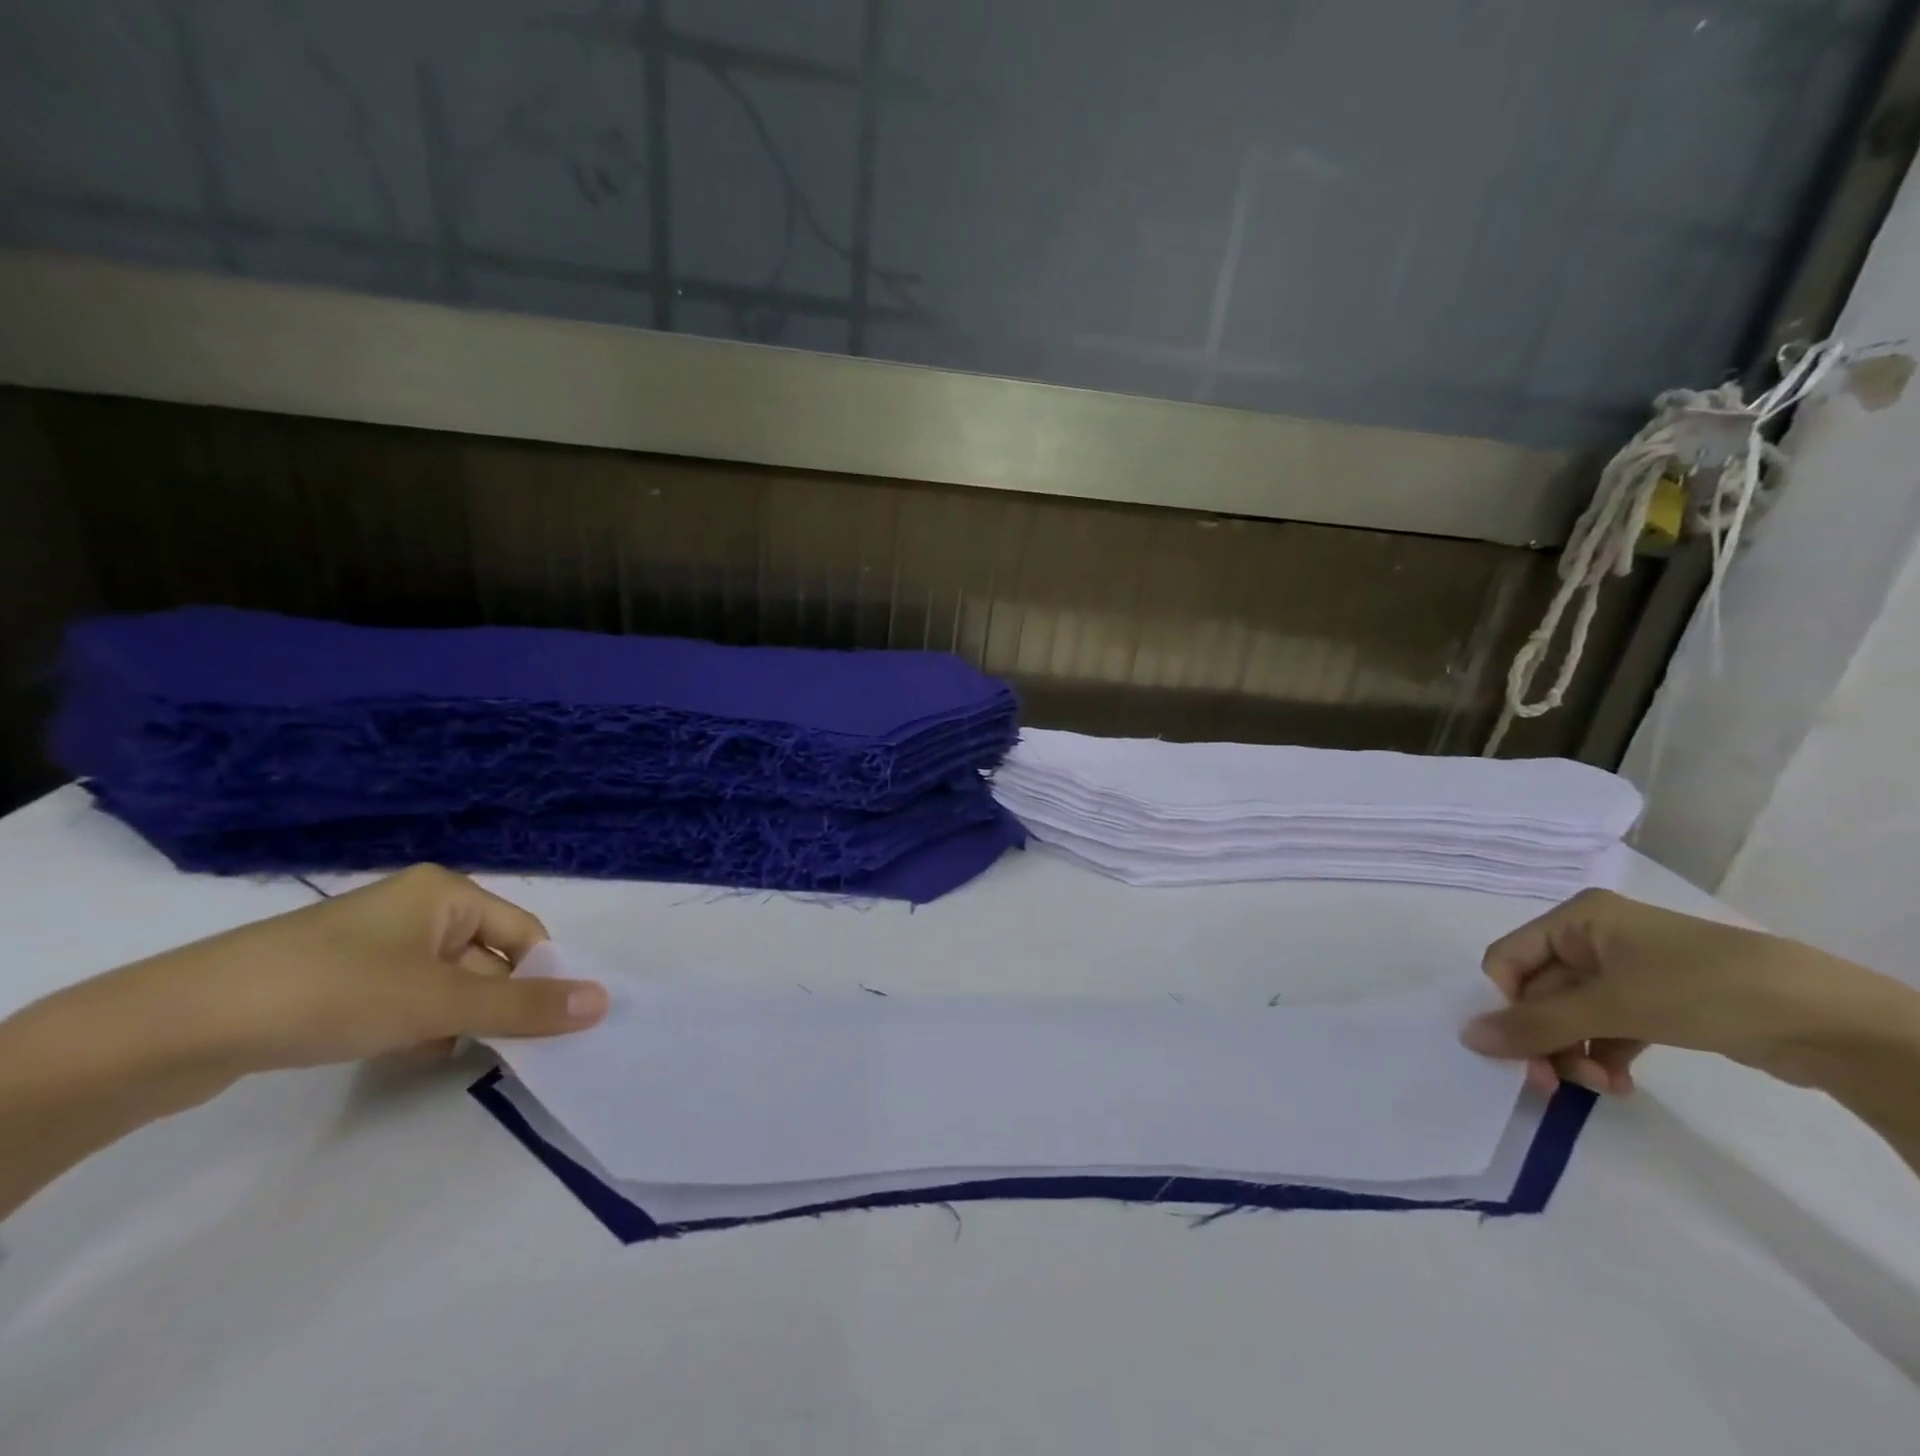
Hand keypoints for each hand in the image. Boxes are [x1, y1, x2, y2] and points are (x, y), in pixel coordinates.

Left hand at [19, 864, 608, 1106]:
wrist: (176, 1026)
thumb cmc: (332, 992)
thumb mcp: (440, 1001)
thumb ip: (526, 1006)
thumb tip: (604, 1002)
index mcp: (446, 892)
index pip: (525, 932)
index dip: (540, 977)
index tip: (546, 1026)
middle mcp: (415, 907)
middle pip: (486, 958)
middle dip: (491, 1003)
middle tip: (493, 1046)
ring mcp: (372, 942)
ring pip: (445, 982)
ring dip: (453, 1018)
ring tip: (439, 1050)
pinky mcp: (337, 976)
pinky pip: (404, 995)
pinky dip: (414, 1023)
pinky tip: (401, 1052)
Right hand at [1458, 888, 1894, 1096]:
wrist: (1830, 1019)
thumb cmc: (1700, 988)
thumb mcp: (1611, 1005)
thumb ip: (1535, 1023)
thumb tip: (1467, 1037)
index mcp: (1575, 918)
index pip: (1508, 960)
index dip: (1505, 1004)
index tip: (1521, 1053)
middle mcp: (1593, 938)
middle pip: (1539, 991)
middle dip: (1546, 1039)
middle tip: (1556, 1084)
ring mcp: (1627, 971)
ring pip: (1572, 1014)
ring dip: (1574, 1052)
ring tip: (1601, 1086)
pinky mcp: (1657, 1002)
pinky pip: (1606, 1027)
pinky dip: (1604, 1054)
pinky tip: (1619, 1083)